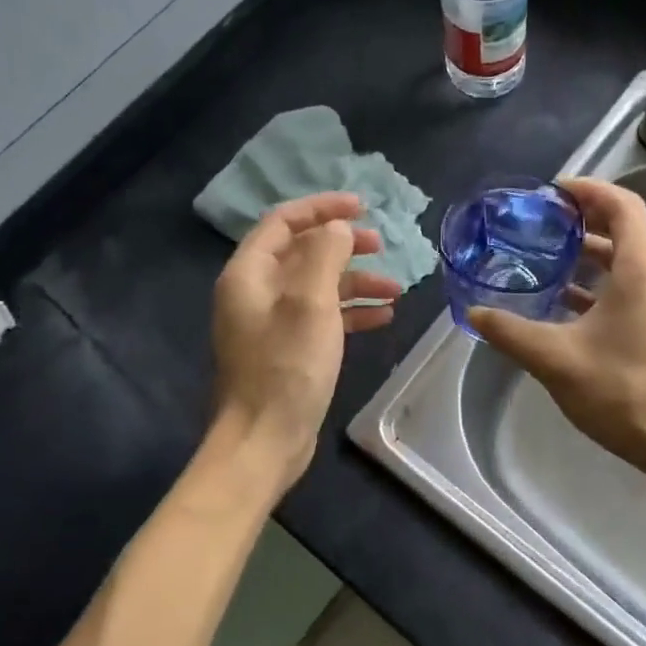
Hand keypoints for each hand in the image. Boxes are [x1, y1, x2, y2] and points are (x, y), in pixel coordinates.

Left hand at [211, 192, 399, 485]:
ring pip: (317, 286)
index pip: (284, 222)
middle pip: (303, 252)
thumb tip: (338, 228)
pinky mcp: (288, 350)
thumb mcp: (310, 303)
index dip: (322, 208)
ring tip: (396, 290)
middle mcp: (255, 292)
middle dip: (344, 245)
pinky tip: (383, 317)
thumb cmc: (287, 368)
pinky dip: (350, 312)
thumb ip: (325, 255)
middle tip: (382, 245)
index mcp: (249, 274)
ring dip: (355, 283)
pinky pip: (321, 317)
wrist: (265, 440)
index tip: (362, 205)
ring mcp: (271, 323)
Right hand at [469, 178, 645, 474]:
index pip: (623, 206)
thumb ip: (511, 332)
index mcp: (639, 271)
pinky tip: (559, 303)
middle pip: (623, 229)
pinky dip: (593, 285)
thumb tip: (473, 314)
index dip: (589, 190)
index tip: (551, 192)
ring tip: (543, 257)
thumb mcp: (556, 359)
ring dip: (586, 254)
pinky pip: (623, 290)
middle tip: (540, 221)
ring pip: (622, 262)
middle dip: (582, 219)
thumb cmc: (623, 391)